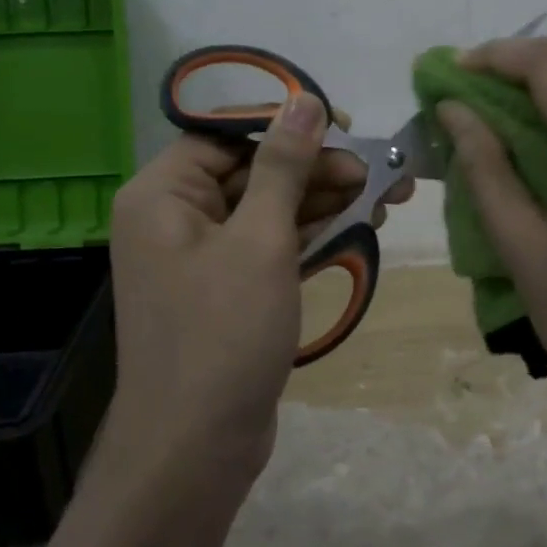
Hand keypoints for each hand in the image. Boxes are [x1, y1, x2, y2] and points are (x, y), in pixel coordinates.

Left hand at [102, 97, 412, 478]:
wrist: (197, 446)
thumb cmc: (223, 332)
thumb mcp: (260, 239)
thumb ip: (283, 167)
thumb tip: (305, 100)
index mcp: (162, 194)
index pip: (226, 135)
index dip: (285, 126)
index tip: (343, 128)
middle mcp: (174, 218)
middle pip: (253, 173)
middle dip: (317, 171)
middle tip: (380, 173)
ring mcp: (202, 258)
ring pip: (268, 211)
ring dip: (323, 202)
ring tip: (385, 197)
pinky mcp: (228, 291)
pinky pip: (270, 246)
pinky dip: (311, 237)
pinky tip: (359, 226)